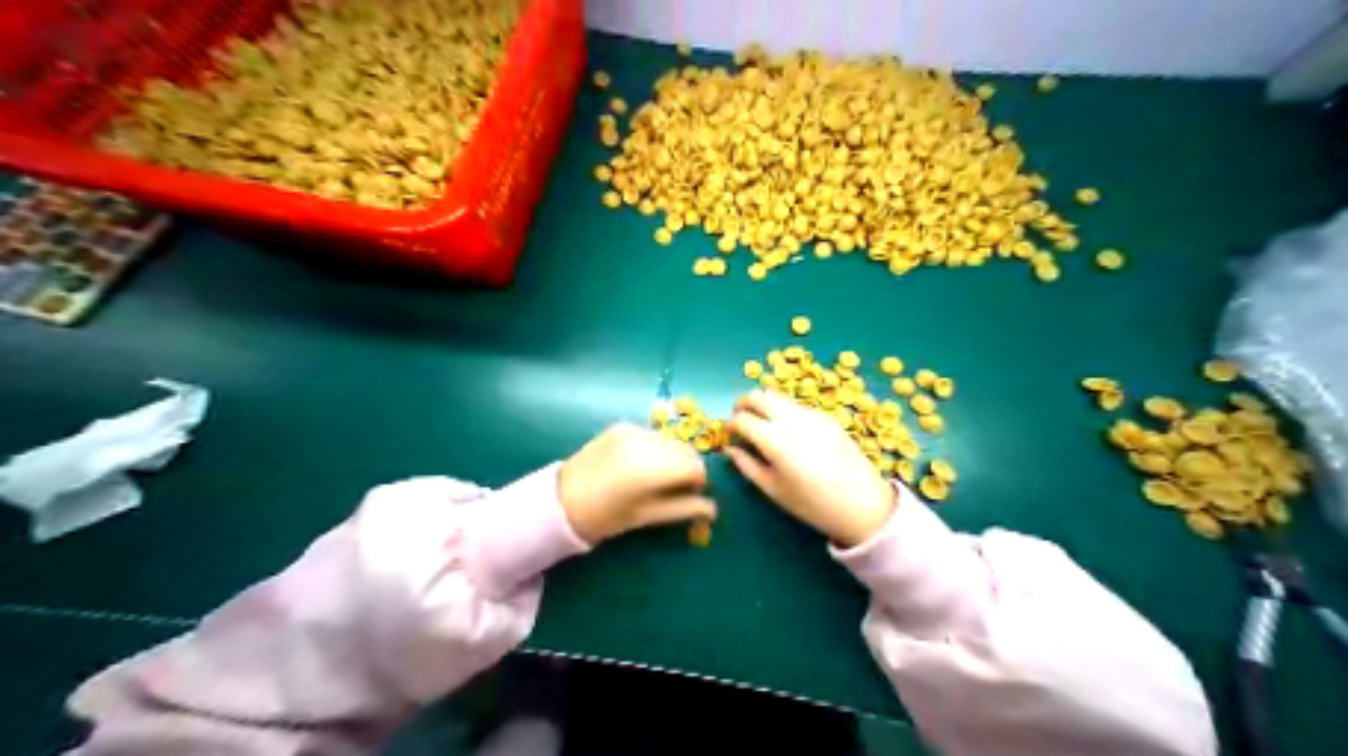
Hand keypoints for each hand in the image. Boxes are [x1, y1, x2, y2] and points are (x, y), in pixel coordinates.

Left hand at [555, 423, 713, 544]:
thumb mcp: (647, 516)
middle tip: (676, 487)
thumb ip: (684, 509)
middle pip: (686, 449)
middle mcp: (645, 443)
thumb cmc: (606, 517)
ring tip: (657, 476)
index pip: (695, 467)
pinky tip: (640, 464)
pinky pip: (652, 434)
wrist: (561, 500)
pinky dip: (656, 447)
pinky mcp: (621, 425)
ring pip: (670, 439)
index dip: (699, 482)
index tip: (691, 495)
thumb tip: (713, 509)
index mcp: (652, 469)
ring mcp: (632, 430)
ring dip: (673, 455)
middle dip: (688, 467)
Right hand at [726, 392, 893, 545]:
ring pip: (778, 396)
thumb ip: (747, 466)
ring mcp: (813, 415)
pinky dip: (783, 410)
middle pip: (758, 396)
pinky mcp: (827, 416)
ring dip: (763, 404)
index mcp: (777, 443)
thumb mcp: (774, 491)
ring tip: (761, 424)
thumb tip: (730, 449)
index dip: (731, 425)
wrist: (864, 505)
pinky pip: (797, 405)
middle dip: (743, 404)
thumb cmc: (814, 506)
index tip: (729, 434)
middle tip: (739, 420)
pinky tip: (786, 430)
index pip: (743, 419)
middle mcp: (794, 421)